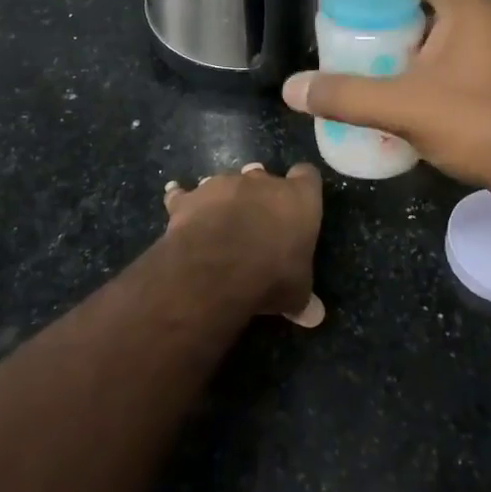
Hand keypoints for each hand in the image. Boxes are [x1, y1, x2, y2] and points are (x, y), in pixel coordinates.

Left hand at [162, 162, 326, 327]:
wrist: (216, 269)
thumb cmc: (270, 275)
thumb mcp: (295, 294)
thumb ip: (304, 298)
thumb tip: (315, 316)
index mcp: (298, 199)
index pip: (308, 176)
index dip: (304, 186)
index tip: (299, 202)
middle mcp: (262, 182)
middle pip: (263, 175)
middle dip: (259, 193)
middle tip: (257, 219)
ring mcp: (223, 184)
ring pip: (226, 182)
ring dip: (224, 197)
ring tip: (220, 219)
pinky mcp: (191, 197)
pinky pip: (185, 193)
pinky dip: (181, 198)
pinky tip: (175, 198)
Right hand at [282, 0, 490, 193]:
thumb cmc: (480, 124)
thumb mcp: (404, 108)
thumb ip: (346, 96)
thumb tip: (291, 89)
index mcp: (467, 4)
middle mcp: (486, 14)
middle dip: (384, 7)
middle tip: (344, 22)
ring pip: (439, 28)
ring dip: (404, 37)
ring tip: (362, 51)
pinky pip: (453, 53)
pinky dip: (424, 60)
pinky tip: (398, 84)